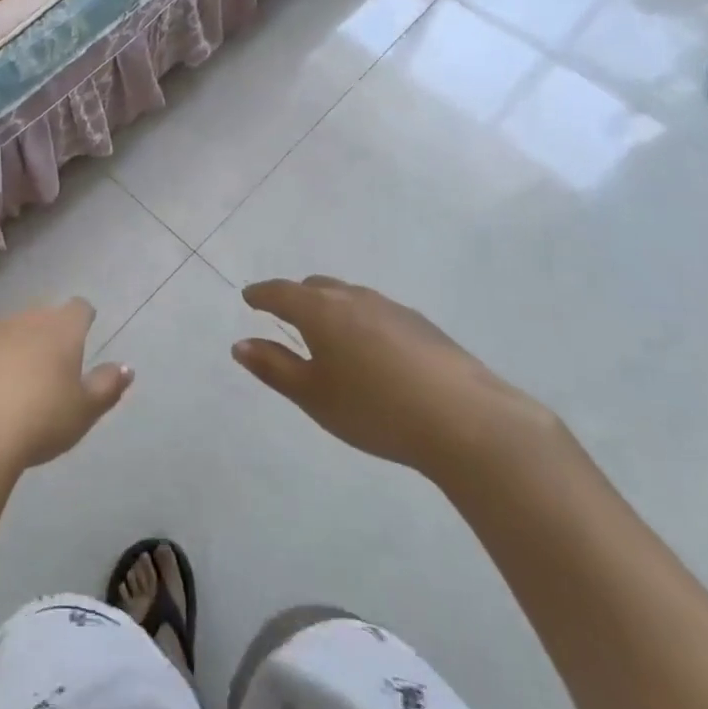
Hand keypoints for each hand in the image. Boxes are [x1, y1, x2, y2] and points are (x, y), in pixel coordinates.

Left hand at [0, 299, 132, 481]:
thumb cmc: (39, 422)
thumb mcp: (84, 412)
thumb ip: (107, 385)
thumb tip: (126, 366)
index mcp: (61, 329)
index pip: (79, 308)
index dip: (83, 320)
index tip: (83, 337)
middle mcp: (25, 319)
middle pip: (42, 315)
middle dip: (47, 332)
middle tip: (49, 364)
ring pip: (7, 328)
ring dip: (12, 343)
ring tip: (12, 376)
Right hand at [235, 276, 556, 484]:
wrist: (467, 421)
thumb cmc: (375, 409)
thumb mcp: (314, 395)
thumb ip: (274, 368)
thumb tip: (240, 344)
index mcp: (320, 310)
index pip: (280, 292)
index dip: (261, 295)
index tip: (249, 298)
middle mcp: (354, 297)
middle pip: (315, 287)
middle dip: (295, 297)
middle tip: (284, 316)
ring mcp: (392, 307)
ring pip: (349, 296)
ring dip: (330, 307)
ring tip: (328, 334)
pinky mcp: (422, 324)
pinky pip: (376, 311)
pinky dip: (360, 320)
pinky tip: (372, 351)